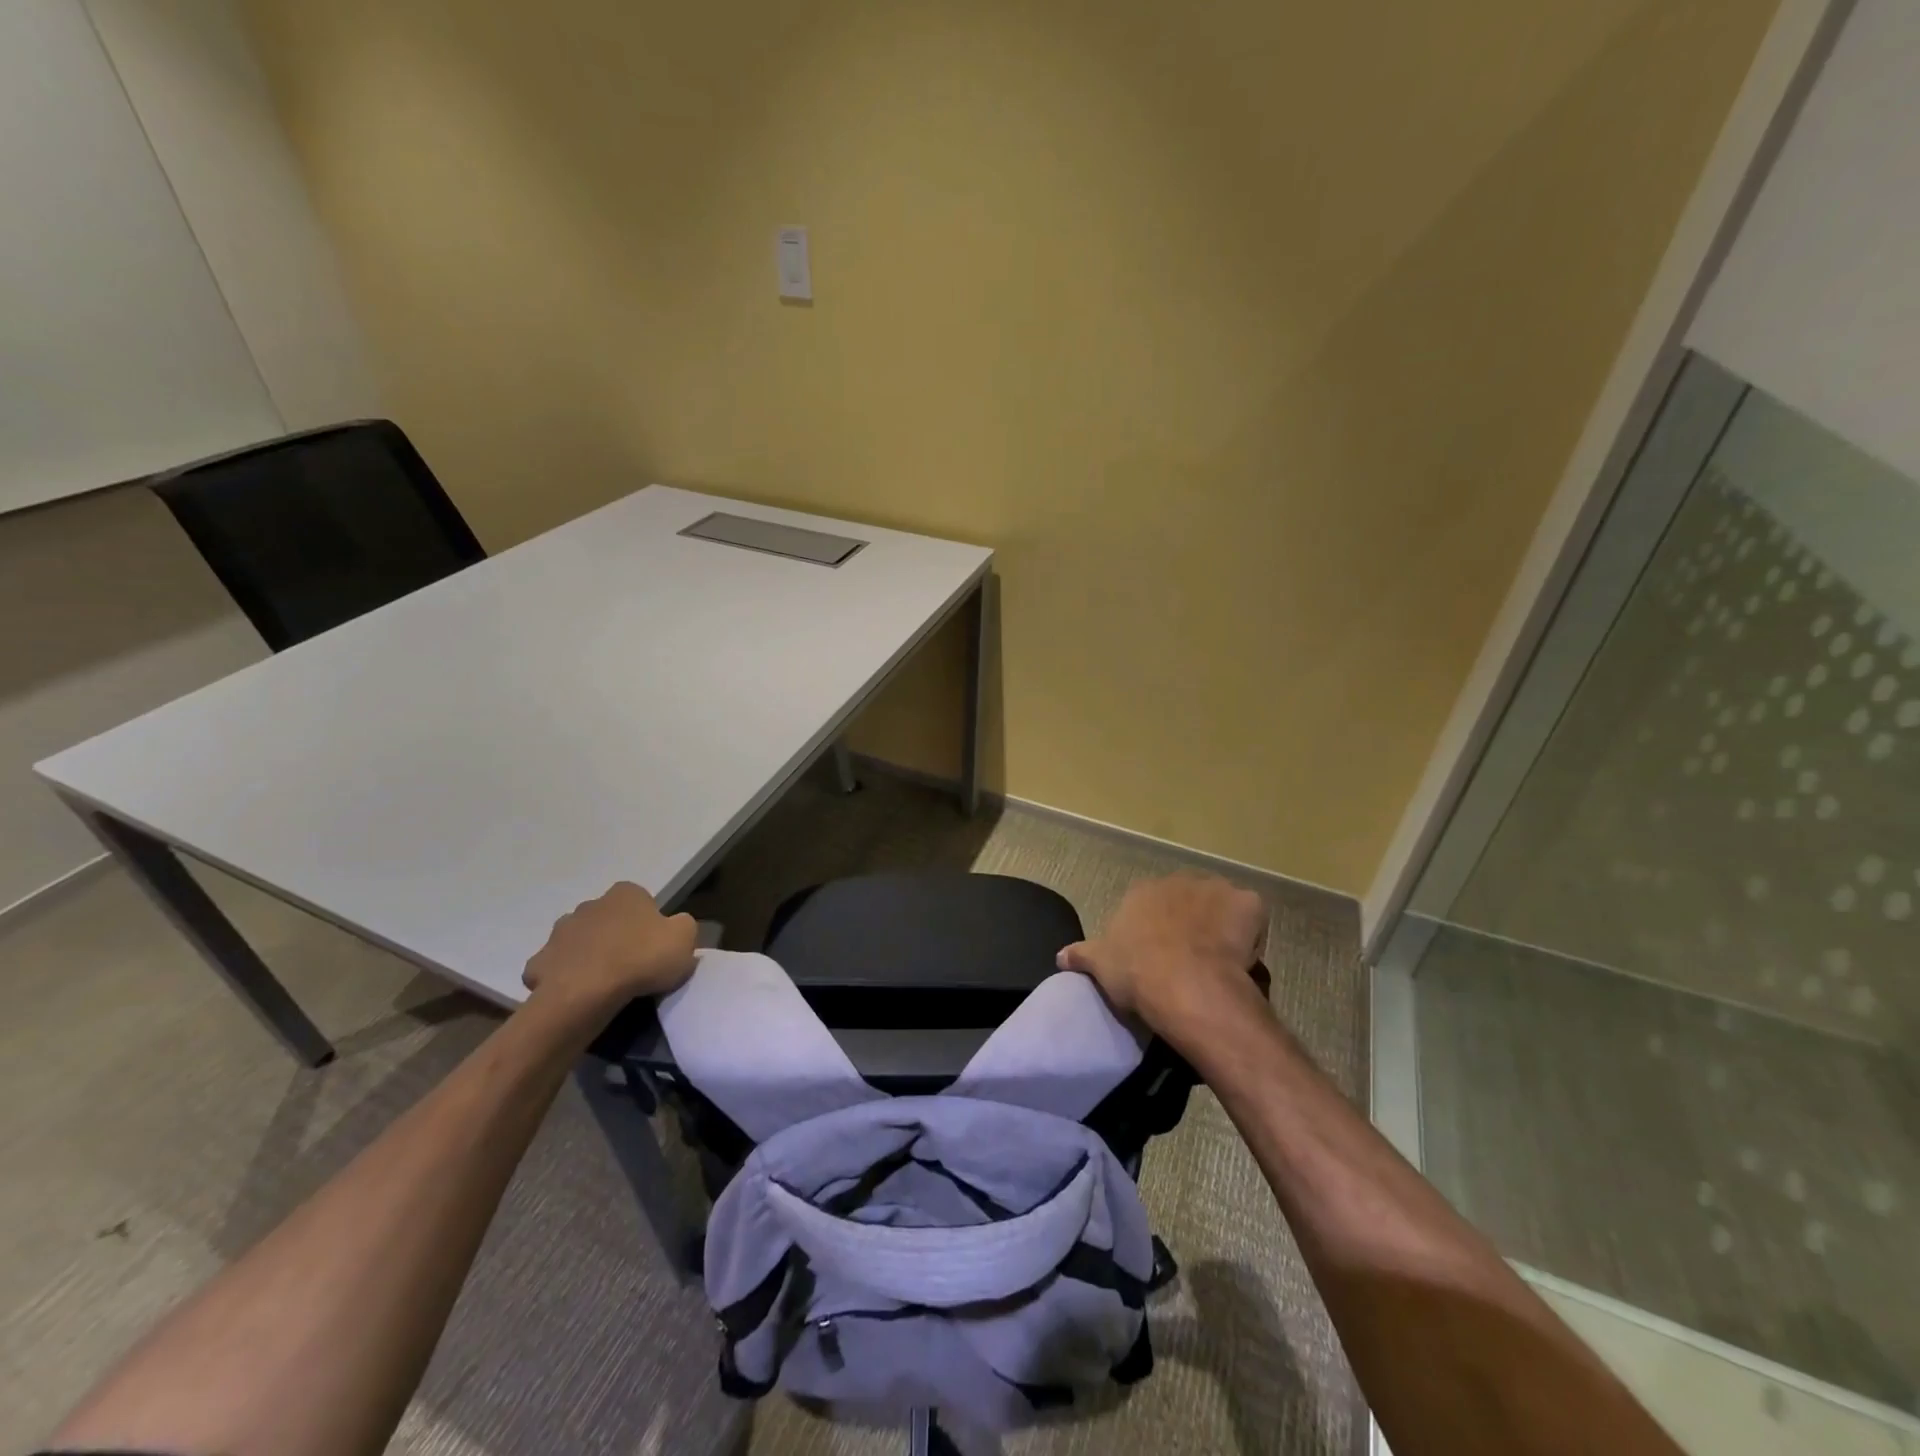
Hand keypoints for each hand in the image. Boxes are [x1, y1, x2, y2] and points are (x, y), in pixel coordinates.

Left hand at [522, 882, 697, 1017]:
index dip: (650, 924)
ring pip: (580, 941)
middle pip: (608, 919)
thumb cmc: (642, 959)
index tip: (655, 947)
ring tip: (605, 983)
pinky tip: (578, 994)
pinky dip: (565, 978)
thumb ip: (684, 926)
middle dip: (616, 936)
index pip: (641, 901)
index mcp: (625, 894)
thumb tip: (674, 927)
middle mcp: (590, 904)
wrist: (586, 993)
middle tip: (632, 965)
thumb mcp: (685, 938)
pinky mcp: (538, 962)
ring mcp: (559, 932)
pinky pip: (557, 967)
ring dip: (589, 954)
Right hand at [1057, 873, 1267, 1038]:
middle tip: (1191, 958)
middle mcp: (1178, 880)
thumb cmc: (1137, 972)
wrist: (1185, 985)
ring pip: (1221, 905)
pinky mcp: (1247, 902)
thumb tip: (1060, 955)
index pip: (1151, 904)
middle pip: (1187, 899)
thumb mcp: (1099, 965)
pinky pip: (1252, 916)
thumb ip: (1080, 955)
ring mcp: (1216, 888)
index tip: (1161, 955)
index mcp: (1142, 892)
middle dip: (1190, 921)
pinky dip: (1251, 933)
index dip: (1157, 929)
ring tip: (1220, 960)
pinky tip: (1243, 958)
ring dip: (1221, 924)